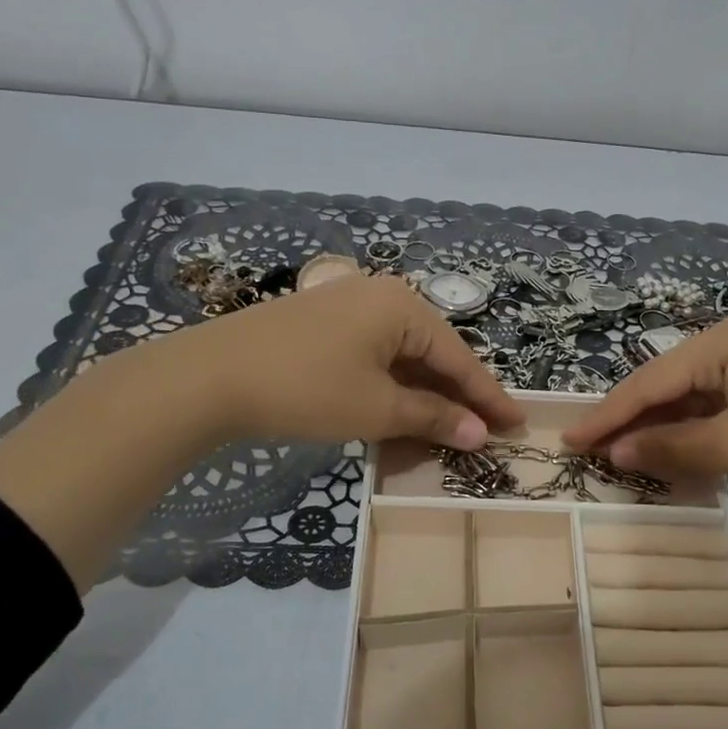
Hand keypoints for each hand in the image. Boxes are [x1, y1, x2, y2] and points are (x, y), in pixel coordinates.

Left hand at [186, 274, 523, 448]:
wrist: (208, 377)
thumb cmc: (305, 389)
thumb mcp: (376, 409)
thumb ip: (433, 418)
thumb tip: (480, 433)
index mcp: (402, 306)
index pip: (459, 358)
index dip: (489, 396)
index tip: (519, 423)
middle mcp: (380, 295)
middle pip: (433, 352)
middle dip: (458, 395)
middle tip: (486, 429)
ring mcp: (347, 306)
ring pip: (402, 355)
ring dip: (424, 393)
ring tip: (449, 427)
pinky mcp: (322, 322)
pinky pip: (374, 354)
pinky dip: (391, 384)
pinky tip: (400, 409)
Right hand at [561, 317, 727, 496]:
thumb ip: (670, 447)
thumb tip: (615, 452)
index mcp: (721, 342)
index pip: (649, 382)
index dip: (607, 415)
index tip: (569, 440)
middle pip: (666, 385)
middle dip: (630, 420)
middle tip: (590, 449)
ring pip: (690, 397)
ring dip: (660, 428)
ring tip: (622, 454)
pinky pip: (715, 405)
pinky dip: (692, 430)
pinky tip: (672, 451)